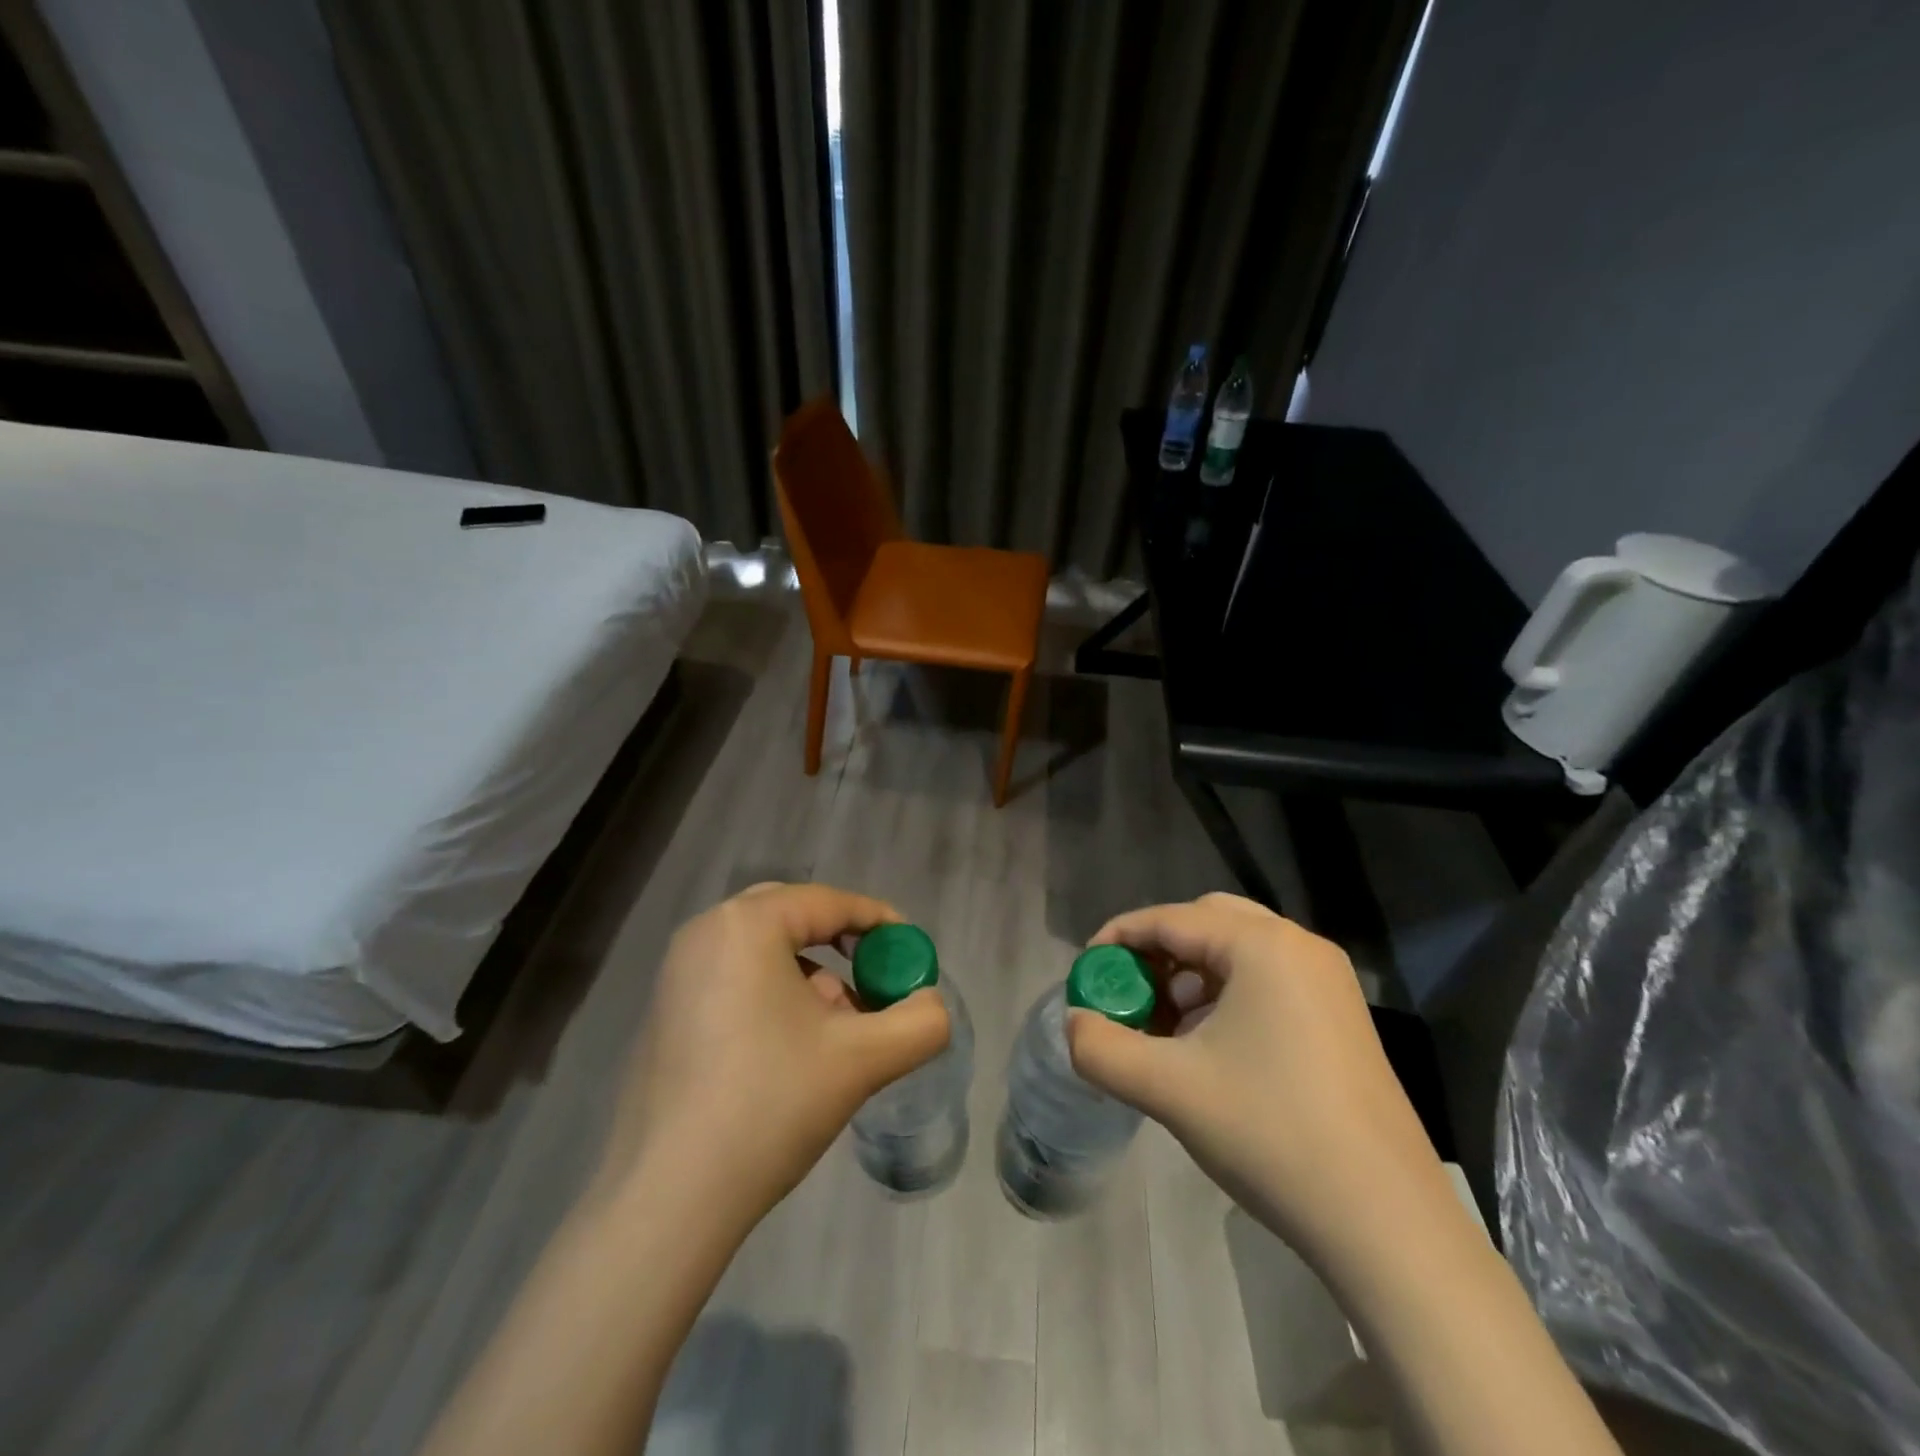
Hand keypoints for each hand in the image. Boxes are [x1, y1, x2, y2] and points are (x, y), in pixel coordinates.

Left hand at [596, 882, 950, 1226]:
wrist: (668, 1198)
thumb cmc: (770, 1104)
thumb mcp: (863, 1059)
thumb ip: (919, 1023)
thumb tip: (932, 1005)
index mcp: (746, 924)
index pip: (830, 903)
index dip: (880, 922)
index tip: (912, 953)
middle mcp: (705, 933)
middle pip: (794, 918)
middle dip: (842, 946)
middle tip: (874, 979)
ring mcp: (676, 974)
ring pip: (764, 952)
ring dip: (811, 976)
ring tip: (839, 1028)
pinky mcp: (665, 1013)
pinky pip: (735, 980)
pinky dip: (775, 996)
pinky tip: (794, 1050)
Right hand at [1066, 893, 1457, 1275]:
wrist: (1387, 1223)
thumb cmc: (1271, 1134)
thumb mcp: (1168, 1089)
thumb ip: (1102, 1049)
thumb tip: (1073, 1025)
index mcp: (1262, 945)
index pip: (1170, 919)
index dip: (1118, 938)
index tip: (1086, 973)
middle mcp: (1299, 947)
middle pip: (1206, 922)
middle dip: (1157, 952)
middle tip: (1128, 994)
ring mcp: (1328, 982)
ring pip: (1237, 952)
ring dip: (1190, 975)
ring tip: (1163, 1027)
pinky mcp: (1341, 1018)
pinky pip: (1267, 981)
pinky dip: (1225, 996)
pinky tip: (1208, 1046)